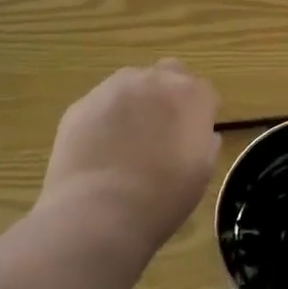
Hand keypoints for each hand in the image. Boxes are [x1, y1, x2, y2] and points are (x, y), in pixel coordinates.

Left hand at [40, 60, 219, 246]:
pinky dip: (105, 118)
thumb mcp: (202, 174)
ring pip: (133, 83)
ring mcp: (115, 88)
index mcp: (191, 95)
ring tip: (127, 139)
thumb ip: (205, 143)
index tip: (193, 137)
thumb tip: (202, 135)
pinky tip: (100, 149)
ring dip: (136, 101)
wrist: (97, 215)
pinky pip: (101, 104)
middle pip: (170, 73)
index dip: (199, 114)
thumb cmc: (161, 198)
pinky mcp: (82, 104)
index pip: (203, 91)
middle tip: (163, 129)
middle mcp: (155, 79)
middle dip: (170, 94)